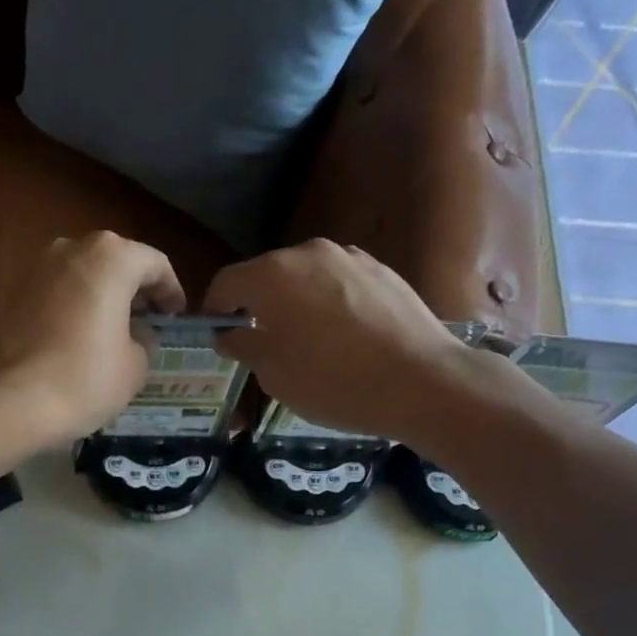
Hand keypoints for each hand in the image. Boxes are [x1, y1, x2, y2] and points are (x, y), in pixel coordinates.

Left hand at [0, 232, 187, 444]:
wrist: (11, 401)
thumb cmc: (85, 379)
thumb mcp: (135, 365)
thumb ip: (144, 340)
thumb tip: (137, 335)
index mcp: (111, 258)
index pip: (154, 264)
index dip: (171, 290)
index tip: (175, 315)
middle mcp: (71, 248)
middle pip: (114, 261)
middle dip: (133, 288)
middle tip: (146, 319)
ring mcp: (35, 267)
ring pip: (80, 274)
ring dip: (99, 295)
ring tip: (110, 328)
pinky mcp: (10, 292)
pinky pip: (54, 293)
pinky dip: (70, 306)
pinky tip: (75, 337)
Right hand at [204, 239, 516, 444]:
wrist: (422, 382)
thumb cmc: (334, 382)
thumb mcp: (275, 374)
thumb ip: (244, 345)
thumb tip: (229, 333)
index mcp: (272, 275)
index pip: (226, 283)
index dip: (214, 310)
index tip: (216, 336)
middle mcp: (308, 253)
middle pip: (266, 275)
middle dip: (255, 305)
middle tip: (259, 343)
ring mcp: (350, 257)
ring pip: (305, 278)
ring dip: (294, 303)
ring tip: (304, 342)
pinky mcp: (382, 270)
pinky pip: (338, 284)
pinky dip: (328, 304)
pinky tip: (342, 338)